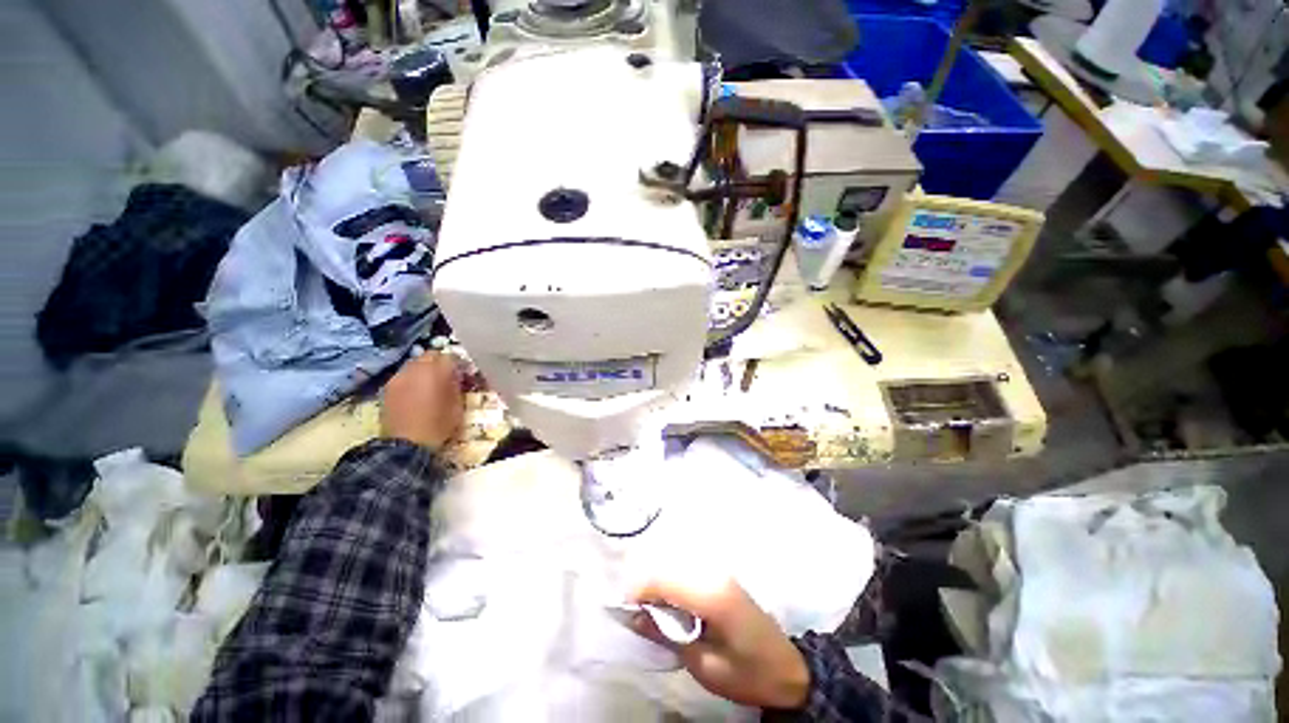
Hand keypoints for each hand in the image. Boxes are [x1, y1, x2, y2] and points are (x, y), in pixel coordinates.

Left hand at [381, 352, 463, 450]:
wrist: (407, 445)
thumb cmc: (439, 425)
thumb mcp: (458, 405)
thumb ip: (456, 385)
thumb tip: (456, 377)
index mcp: (436, 371)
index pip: (450, 356)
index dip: (458, 364)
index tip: (462, 373)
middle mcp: (415, 368)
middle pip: (430, 355)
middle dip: (439, 363)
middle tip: (446, 376)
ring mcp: (399, 377)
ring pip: (414, 363)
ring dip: (424, 370)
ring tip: (430, 384)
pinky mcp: (388, 388)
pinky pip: (403, 375)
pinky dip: (411, 379)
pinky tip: (416, 392)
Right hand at [629, 575, 809, 709]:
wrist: (789, 669)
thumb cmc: (747, 673)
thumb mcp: (705, 666)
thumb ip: (668, 636)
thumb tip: (636, 617)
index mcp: (710, 594)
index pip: (663, 580)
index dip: (638, 592)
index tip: (624, 612)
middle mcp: (713, 574)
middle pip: (667, 568)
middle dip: (646, 588)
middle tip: (636, 615)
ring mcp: (719, 572)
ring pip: (675, 567)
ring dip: (659, 585)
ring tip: (651, 613)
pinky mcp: (721, 578)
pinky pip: (687, 573)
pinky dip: (672, 585)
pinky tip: (671, 606)